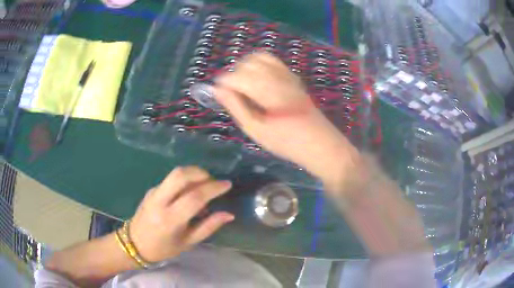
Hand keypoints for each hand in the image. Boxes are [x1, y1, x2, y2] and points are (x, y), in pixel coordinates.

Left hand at [129, 166, 233, 262]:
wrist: (134, 244)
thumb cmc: (163, 248)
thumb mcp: (188, 242)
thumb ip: (208, 227)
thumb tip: (228, 214)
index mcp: (170, 219)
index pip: (194, 197)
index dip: (213, 188)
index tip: (227, 185)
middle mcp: (160, 201)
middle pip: (181, 175)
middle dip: (201, 173)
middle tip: (213, 182)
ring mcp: (153, 193)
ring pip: (175, 173)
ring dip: (193, 174)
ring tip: (204, 186)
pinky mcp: (151, 189)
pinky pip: (170, 180)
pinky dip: (185, 181)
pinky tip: (189, 194)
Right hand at [213, 52, 361, 193]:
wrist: (321, 144)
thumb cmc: (287, 143)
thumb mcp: (256, 130)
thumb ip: (236, 106)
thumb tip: (217, 91)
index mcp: (266, 91)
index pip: (237, 75)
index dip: (223, 82)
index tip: (216, 93)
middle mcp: (277, 77)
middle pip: (248, 63)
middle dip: (233, 73)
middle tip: (230, 91)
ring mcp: (288, 75)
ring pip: (260, 58)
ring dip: (246, 66)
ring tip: (242, 84)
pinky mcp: (294, 78)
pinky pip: (274, 62)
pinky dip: (260, 64)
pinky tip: (258, 79)